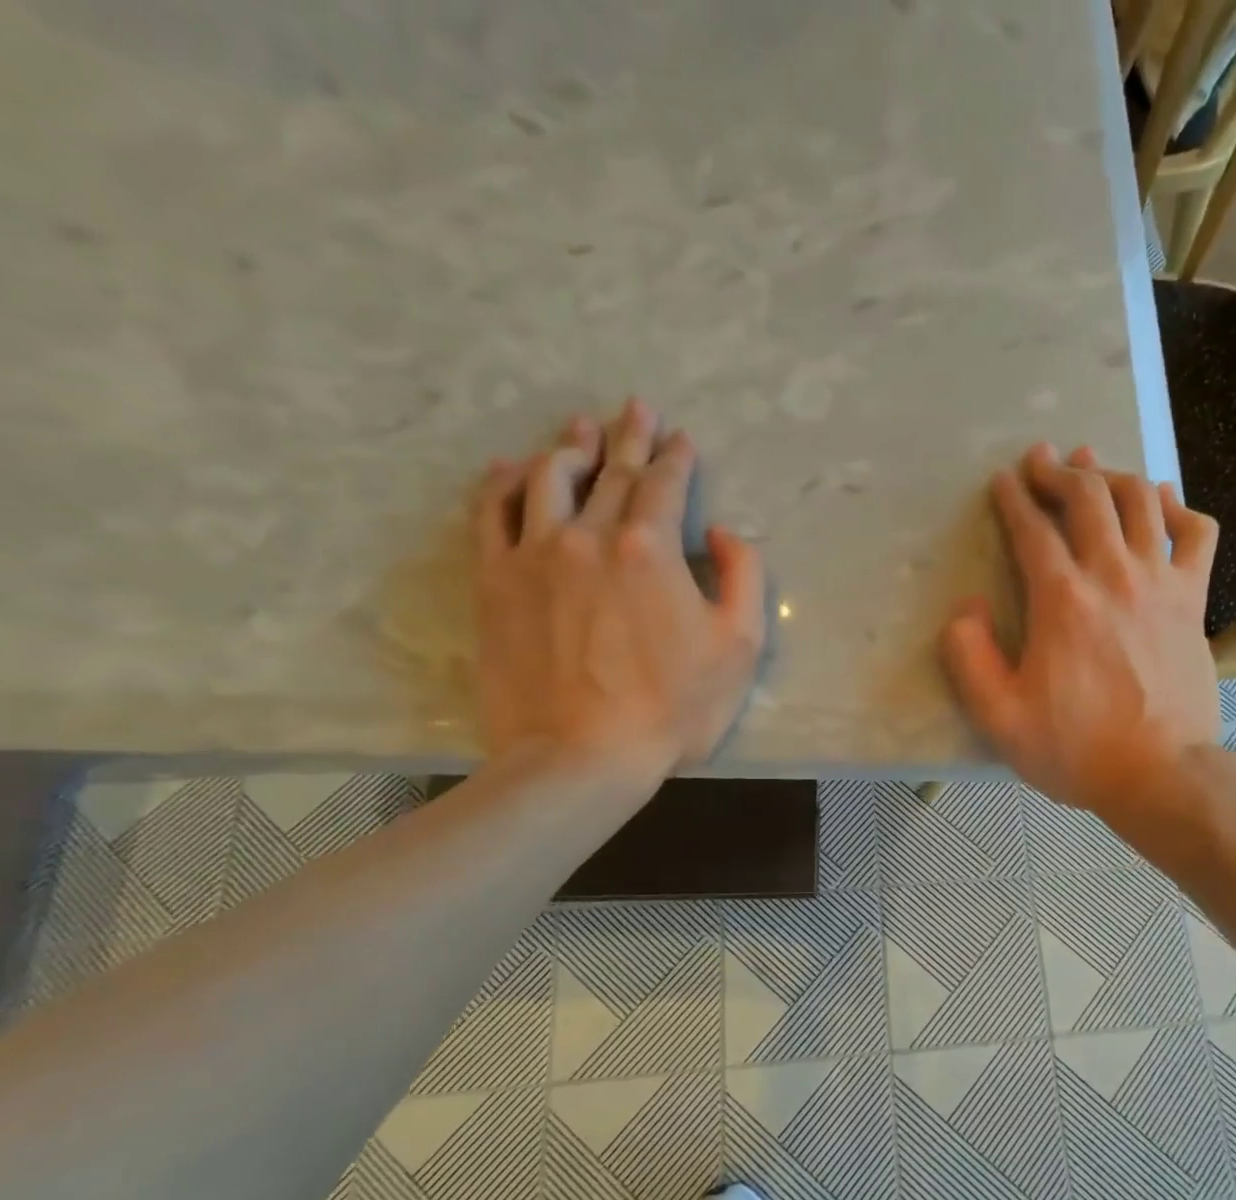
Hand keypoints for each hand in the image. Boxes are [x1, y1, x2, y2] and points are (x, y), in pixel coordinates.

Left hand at [474, 399, 765, 779]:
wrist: (581, 756)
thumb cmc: (673, 707)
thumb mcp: (740, 646)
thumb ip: (744, 577)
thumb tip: (722, 534)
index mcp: (651, 548)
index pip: (664, 484)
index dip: (676, 457)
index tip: (681, 438)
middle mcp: (589, 535)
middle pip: (610, 472)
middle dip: (629, 437)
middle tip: (636, 407)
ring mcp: (534, 555)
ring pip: (548, 479)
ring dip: (569, 448)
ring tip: (580, 430)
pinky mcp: (495, 583)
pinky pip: (490, 514)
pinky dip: (501, 484)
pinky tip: (510, 468)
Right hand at [939, 443, 1223, 820]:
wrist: (1161, 775)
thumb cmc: (1075, 750)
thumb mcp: (998, 717)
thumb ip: (968, 657)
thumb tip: (967, 609)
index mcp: (1062, 600)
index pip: (1033, 529)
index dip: (1013, 499)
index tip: (1002, 481)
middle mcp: (1113, 575)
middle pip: (1088, 498)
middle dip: (1059, 472)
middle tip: (1041, 460)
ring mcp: (1161, 583)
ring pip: (1141, 501)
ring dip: (1111, 474)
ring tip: (1091, 465)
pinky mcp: (1194, 600)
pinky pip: (1196, 533)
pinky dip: (1178, 506)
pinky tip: (1161, 501)